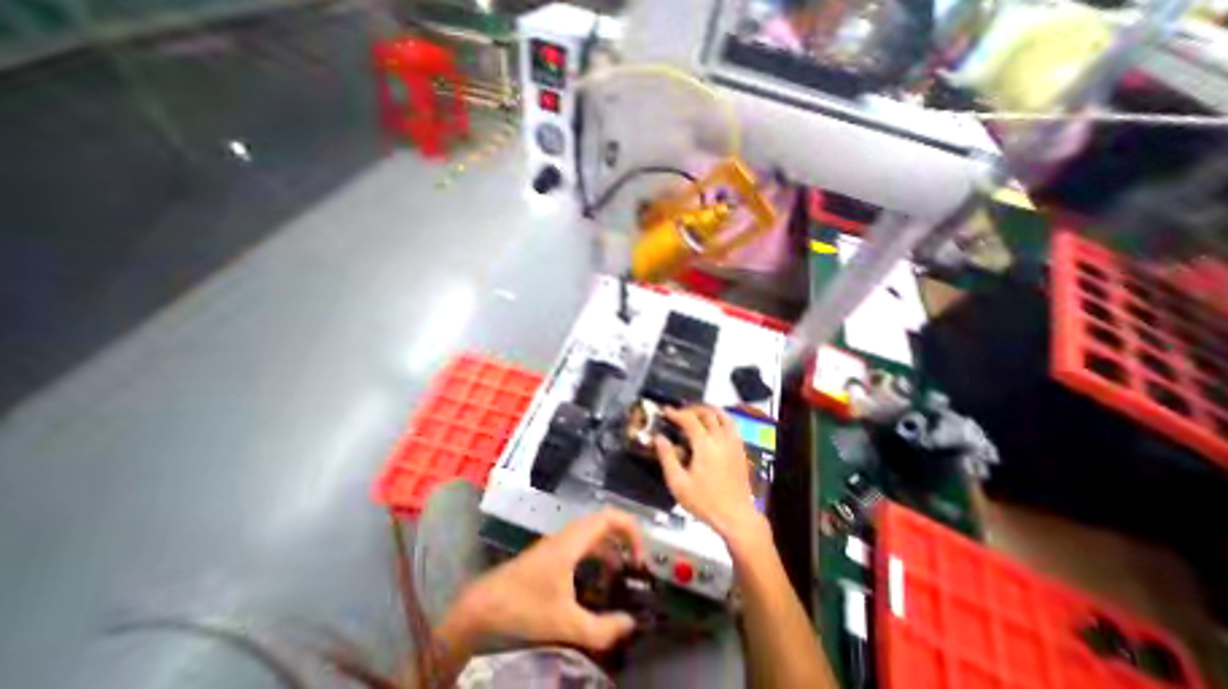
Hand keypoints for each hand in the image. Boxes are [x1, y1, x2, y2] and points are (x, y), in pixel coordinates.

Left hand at [446, 508, 644, 647]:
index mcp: (574, 540)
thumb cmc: (524, 607)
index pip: (611, 517)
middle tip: (637, 564)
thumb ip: (602, 629)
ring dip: (612, 548)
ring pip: (594, 534)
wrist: (484, 605)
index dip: (631, 530)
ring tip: (623, 574)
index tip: (641, 556)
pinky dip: (598, 556)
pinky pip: (584, 545)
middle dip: (625, 538)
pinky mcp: (554, 553)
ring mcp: (560, 542)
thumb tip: (631, 624)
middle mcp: (569, 534)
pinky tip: (600, 580)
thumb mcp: (566, 623)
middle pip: (605, 522)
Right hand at [651, 407, 763, 547]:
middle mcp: (721, 438)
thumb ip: (667, 457)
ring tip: (697, 413)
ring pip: (723, 416)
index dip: (676, 413)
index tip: (665, 410)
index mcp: (705, 445)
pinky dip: (721, 418)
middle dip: (692, 409)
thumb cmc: (704, 501)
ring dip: (709, 410)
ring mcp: (734, 443)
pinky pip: (732, 425)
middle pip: (707, 413)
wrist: (736, 517)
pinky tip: (715, 425)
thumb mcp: (678, 483)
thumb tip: (658, 437)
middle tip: (679, 412)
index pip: (689, 420)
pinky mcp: (741, 450)